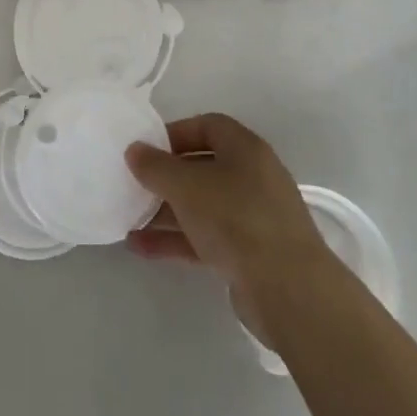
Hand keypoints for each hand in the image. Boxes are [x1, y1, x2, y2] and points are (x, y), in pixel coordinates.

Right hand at [124, 113, 332, 298]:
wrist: (288, 289)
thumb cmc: (236, 218)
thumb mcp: (186, 185)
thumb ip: (155, 166)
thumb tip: (134, 150)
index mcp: (246, 149)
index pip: (208, 126)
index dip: (175, 133)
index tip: (146, 149)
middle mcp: (253, 178)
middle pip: (203, 167)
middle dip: (166, 177)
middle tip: (134, 184)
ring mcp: (253, 218)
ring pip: (202, 206)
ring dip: (166, 211)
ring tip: (128, 219)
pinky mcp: (250, 254)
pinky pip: (206, 238)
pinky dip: (176, 240)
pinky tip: (141, 247)